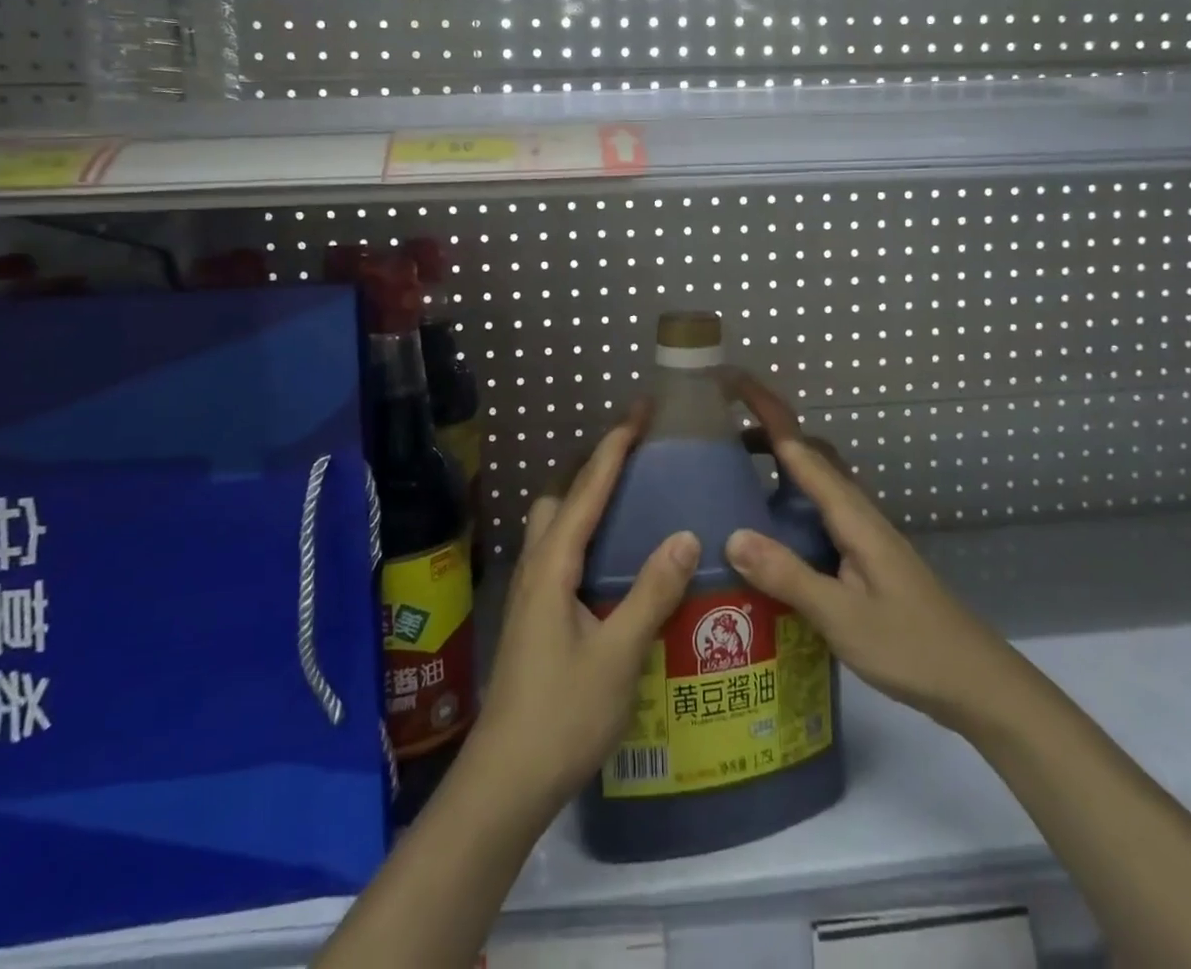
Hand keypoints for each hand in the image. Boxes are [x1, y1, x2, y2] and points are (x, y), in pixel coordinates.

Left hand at [466, 411, 701, 812]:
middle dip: (593, 464)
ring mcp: (529, 591)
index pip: (586, 490)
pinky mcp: (532, 614)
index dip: (613, 446)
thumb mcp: (618, 655)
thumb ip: (651, 593)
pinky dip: (581, 529)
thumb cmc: (562, 715)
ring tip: (627, 495)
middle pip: (560, 496)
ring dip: (584, 497)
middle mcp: (535, 566)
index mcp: (553, 565)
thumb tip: (684, 534)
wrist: (505, 780)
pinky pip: (557, 550)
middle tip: (637, 452)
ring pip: (553, 523)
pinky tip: (609, 556)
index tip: (638, 410)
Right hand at [721, 373, 1019, 733]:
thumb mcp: (843, 617)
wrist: (977, 682)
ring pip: (818, 479)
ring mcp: (864, 533)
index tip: (731, 383)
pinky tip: (773, 530)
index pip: (800, 448)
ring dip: (780, 462)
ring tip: (736, 472)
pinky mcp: (865, 555)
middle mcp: (858, 511)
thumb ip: (789, 576)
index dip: (766, 412)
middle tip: (720, 433)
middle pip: (811, 453)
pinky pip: (821, 508)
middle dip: (769, 430)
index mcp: (852, 514)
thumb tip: (732, 535)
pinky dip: (791, 497)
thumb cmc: (912, 646)